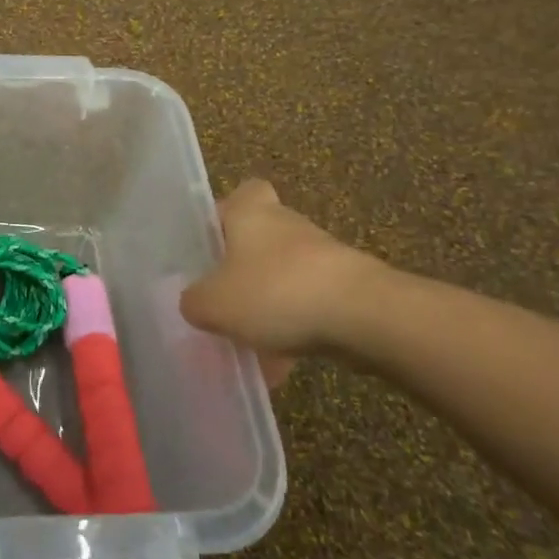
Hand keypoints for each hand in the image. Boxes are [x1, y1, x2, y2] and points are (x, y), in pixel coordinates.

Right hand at [181, 179, 392, 386]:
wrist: (365, 316)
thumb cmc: (277, 292)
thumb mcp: (214, 304)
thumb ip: (194, 302)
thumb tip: (194, 302)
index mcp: (250, 212)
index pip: (240, 193)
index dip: (225, 214)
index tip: (212, 242)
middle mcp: (286, 224)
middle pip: (260, 238)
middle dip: (243, 268)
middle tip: (223, 298)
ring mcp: (322, 255)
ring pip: (283, 276)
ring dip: (268, 303)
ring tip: (249, 344)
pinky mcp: (348, 287)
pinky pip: (309, 305)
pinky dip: (295, 329)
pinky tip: (281, 365)